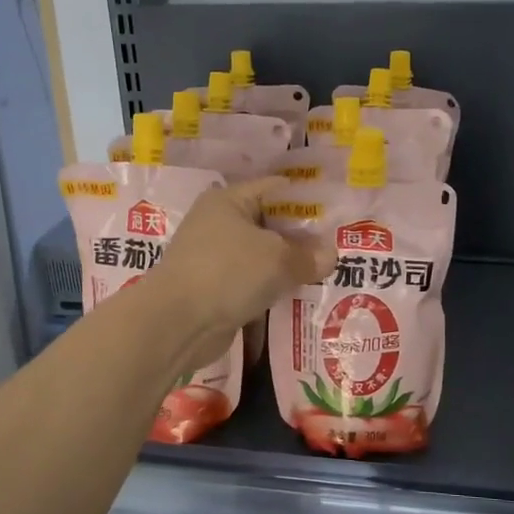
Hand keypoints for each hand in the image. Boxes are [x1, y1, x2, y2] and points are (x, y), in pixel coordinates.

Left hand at [153, 178, 334, 370]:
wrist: (176, 323)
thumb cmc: (228, 273)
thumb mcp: (278, 259)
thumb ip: (308, 256)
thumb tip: (331, 256)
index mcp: (229, 200)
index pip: (276, 189)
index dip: (307, 200)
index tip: (337, 214)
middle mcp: (218, 222)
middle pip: (269, 224)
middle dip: (301, 237)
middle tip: (337, 247)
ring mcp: (214, 257)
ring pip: (261, 256)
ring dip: (287, 266)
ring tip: (325, 273)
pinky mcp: (214, 288)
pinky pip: (251, 282)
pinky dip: (271, 288)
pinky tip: (298, 296)